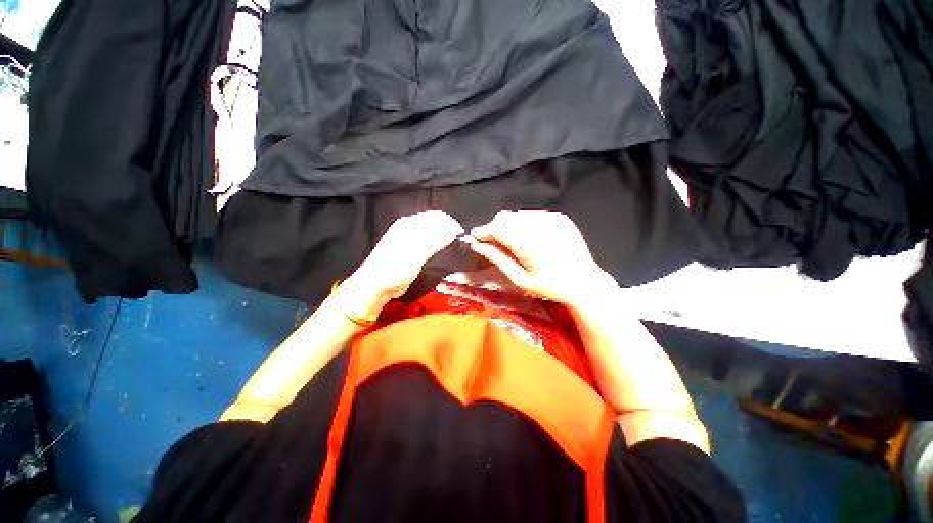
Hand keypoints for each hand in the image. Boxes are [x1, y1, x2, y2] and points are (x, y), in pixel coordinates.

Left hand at [338, 211, 463, 319]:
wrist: (376, 287)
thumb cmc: (394, 269)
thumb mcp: (416, 254)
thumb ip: (434, 240)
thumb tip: (453, 231)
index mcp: (409, 224)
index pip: (437, 217)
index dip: (451, 225)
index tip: (461, 238)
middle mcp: (409, 227)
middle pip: (435, 223)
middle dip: (449, 230)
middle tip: (458, 244)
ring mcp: (409, 239)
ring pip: (433, 233)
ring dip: (444, 238)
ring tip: (453, 249)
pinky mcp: (411, 250)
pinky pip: (429, 243)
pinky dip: (438, 245)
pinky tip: (442, 254)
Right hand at [469, 211, 614, 305]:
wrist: (584, 282)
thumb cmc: (550, 286)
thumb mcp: (520, 279)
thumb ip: (498, 259)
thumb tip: (478, 246)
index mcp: (530, 246)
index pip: (498, 229)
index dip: (484, 231)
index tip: (476, 236)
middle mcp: (541, 228)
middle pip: (506, 218)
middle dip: (495, 228)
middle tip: (493, 242)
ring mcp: (553, 220)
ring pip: (518, 214)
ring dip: (509, 225)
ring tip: (511, 241)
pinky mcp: (560, 218)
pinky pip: (533, 214)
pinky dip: (524, 223)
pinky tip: (528, 237)